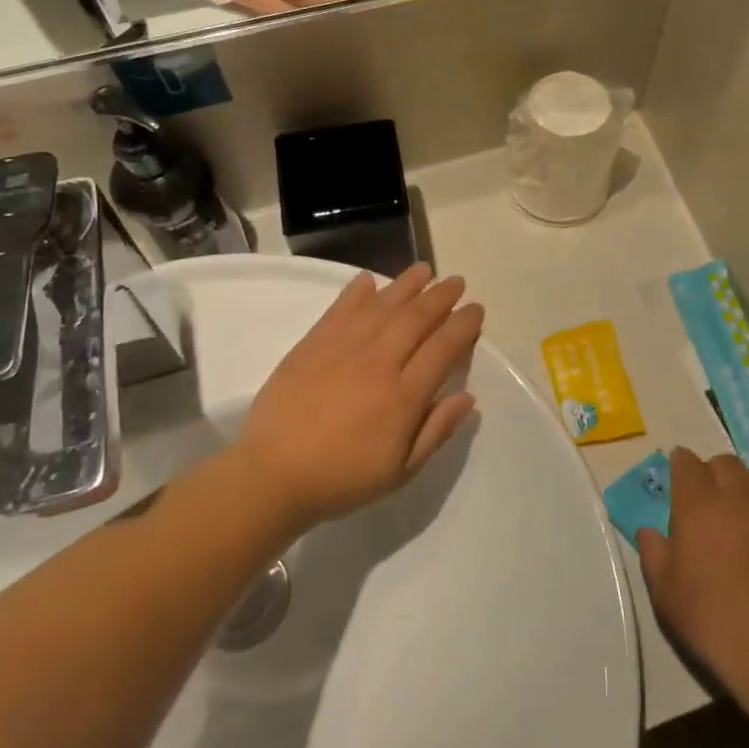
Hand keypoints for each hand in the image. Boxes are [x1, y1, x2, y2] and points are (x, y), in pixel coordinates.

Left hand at [236, 263, 484, 532]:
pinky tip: (369, 280)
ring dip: (407, 284)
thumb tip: (468, 396)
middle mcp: (378, 363)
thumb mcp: (401, 470)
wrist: (273, 474)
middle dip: (441, 296)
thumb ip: (437, 431)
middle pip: (417, 318)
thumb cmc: (343, 478)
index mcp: (404, 396)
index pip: (443, 347)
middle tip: (456, 282)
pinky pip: (340, 309)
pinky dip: (357, 291)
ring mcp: (343, 348)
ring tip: (424, 269)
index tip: (475, 310)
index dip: (463, 325)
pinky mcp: (312, 344)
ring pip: (382, 305)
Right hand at [638, 448, 748, 705]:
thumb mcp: (664, 593)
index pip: (687, 464)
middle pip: (726, 463)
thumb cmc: (711, 623)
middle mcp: (739, 499)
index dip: (682, 464)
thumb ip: (653, 553)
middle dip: (714, 471)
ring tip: (747, 509)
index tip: (680, 471)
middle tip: (711, 494)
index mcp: (698, 507)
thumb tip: (649, 530)